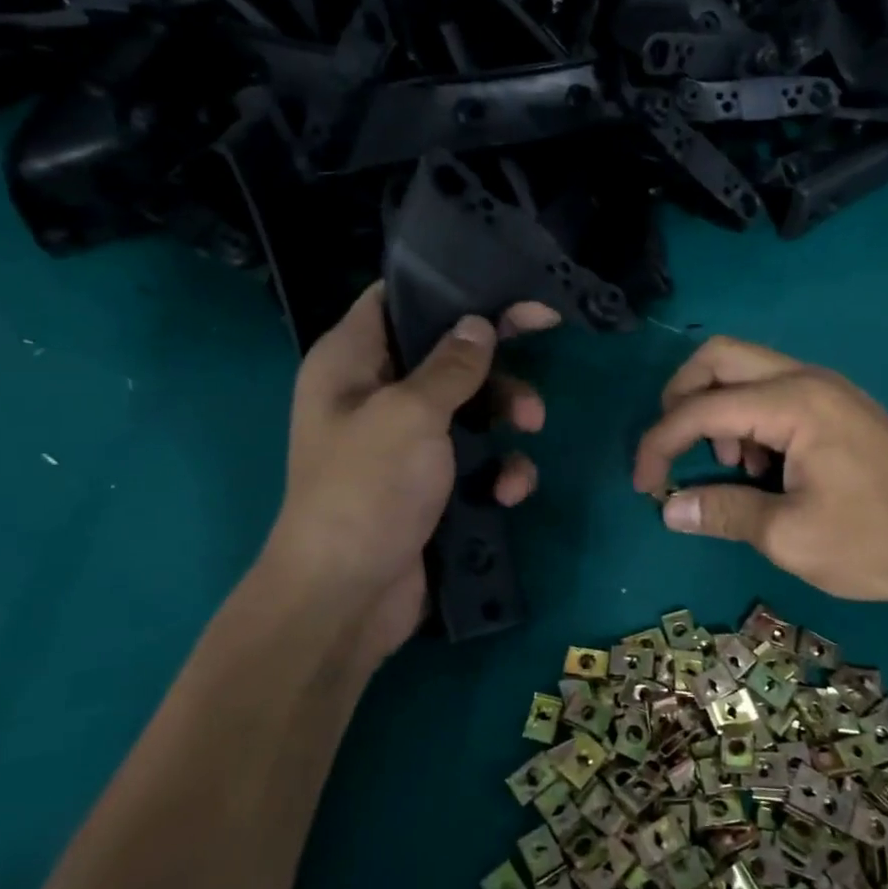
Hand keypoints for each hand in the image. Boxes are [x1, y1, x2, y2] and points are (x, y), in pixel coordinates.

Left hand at [260, 283, 554, 662]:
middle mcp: (375, 395)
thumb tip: (478, 323)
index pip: (397, 300)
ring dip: (507, 415)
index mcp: (351, 362)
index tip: (508, 291)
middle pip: (446, 355)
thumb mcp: (411, 414)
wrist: (347, 598)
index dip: (452, 290)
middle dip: (495, 363)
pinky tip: (509, 490)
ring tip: (531, 429)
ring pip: (470, 408)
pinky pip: (475, 460)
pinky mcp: (431, 486)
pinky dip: (498, 469)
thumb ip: (451, 365)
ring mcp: (404, 444)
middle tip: (540, 353)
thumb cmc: (367, 489)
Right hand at [632, 336, 887, 615]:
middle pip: (719, 357)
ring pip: (747, 372)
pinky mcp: (840, 409)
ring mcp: (829, 390)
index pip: (701, 407)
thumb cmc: (876, 542)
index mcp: (794, 401)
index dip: (659, 443)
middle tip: (674, 449)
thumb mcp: (788, 536)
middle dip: (681, 398)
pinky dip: (750, 420)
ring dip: (718, 410)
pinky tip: (766, 470)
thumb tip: (668, 507)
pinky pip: (775, 394)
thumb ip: (722, 512)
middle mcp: (808, 379)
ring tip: (732, 469)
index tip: (643, 486)